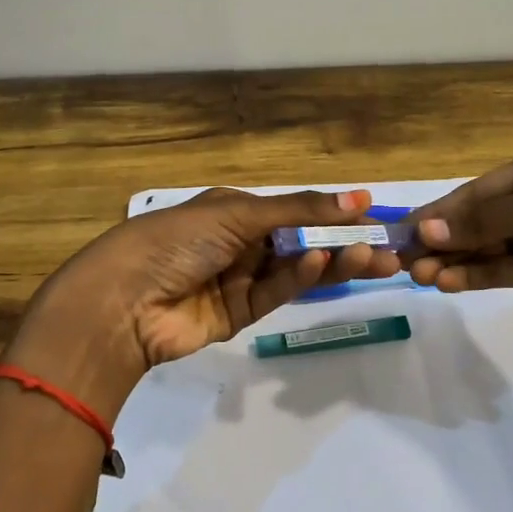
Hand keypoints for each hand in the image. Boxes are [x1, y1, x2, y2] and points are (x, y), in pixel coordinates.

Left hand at [3, 188, 401, 417]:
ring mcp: (239, 280)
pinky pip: (276, 293)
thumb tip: (358, 196)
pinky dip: (298, 279)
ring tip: (370, 257)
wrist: (124, 302)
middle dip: (342, 243)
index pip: (294, 209)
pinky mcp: (238, 314)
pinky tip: (320, 265)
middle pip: (300, 242)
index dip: (332, 211)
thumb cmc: (177, 240)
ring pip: (295, 270)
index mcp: (233, 210)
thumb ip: (299, 210)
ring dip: (330, 262)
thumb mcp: (237, 214)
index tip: (373, 213)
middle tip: (388, 249)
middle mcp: (239, 243)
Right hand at [406, 141, 512, 310]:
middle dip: (439, 240)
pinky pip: (502, 271)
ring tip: (419, 275)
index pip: (476, 191)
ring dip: (452, 261)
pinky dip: (475, 277)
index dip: (439, 212)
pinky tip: (447, 282)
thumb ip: (487, 217)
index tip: (402, 231)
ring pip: (484, 249)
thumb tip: (426, 231)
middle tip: (401, 260)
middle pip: (474, 221)